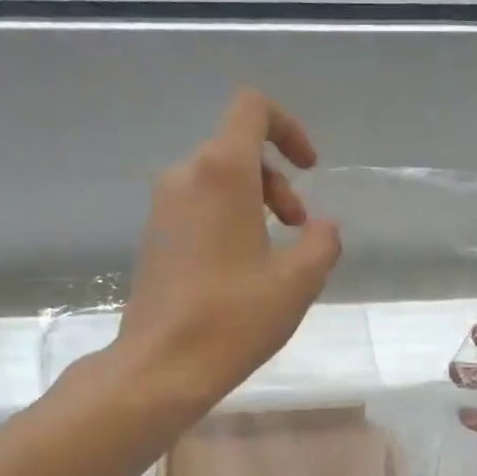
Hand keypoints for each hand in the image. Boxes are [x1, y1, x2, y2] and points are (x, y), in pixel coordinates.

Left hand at [116, 90, 340, 410]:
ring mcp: (162, 207)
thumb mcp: (299, 280)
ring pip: (218, 179)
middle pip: (238, 149)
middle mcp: (184, 176)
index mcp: (220, 172)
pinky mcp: (154, 236)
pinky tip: (243, 269)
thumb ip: (323, 242)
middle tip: (297, 227)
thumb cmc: (234, 317)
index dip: (288, 128)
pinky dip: (229, 219)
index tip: (309, 169)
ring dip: (256, 202)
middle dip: (278, 181)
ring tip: (275, 253)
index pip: (252, 109)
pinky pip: (198, 206)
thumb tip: (321, 227)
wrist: (161, 366)